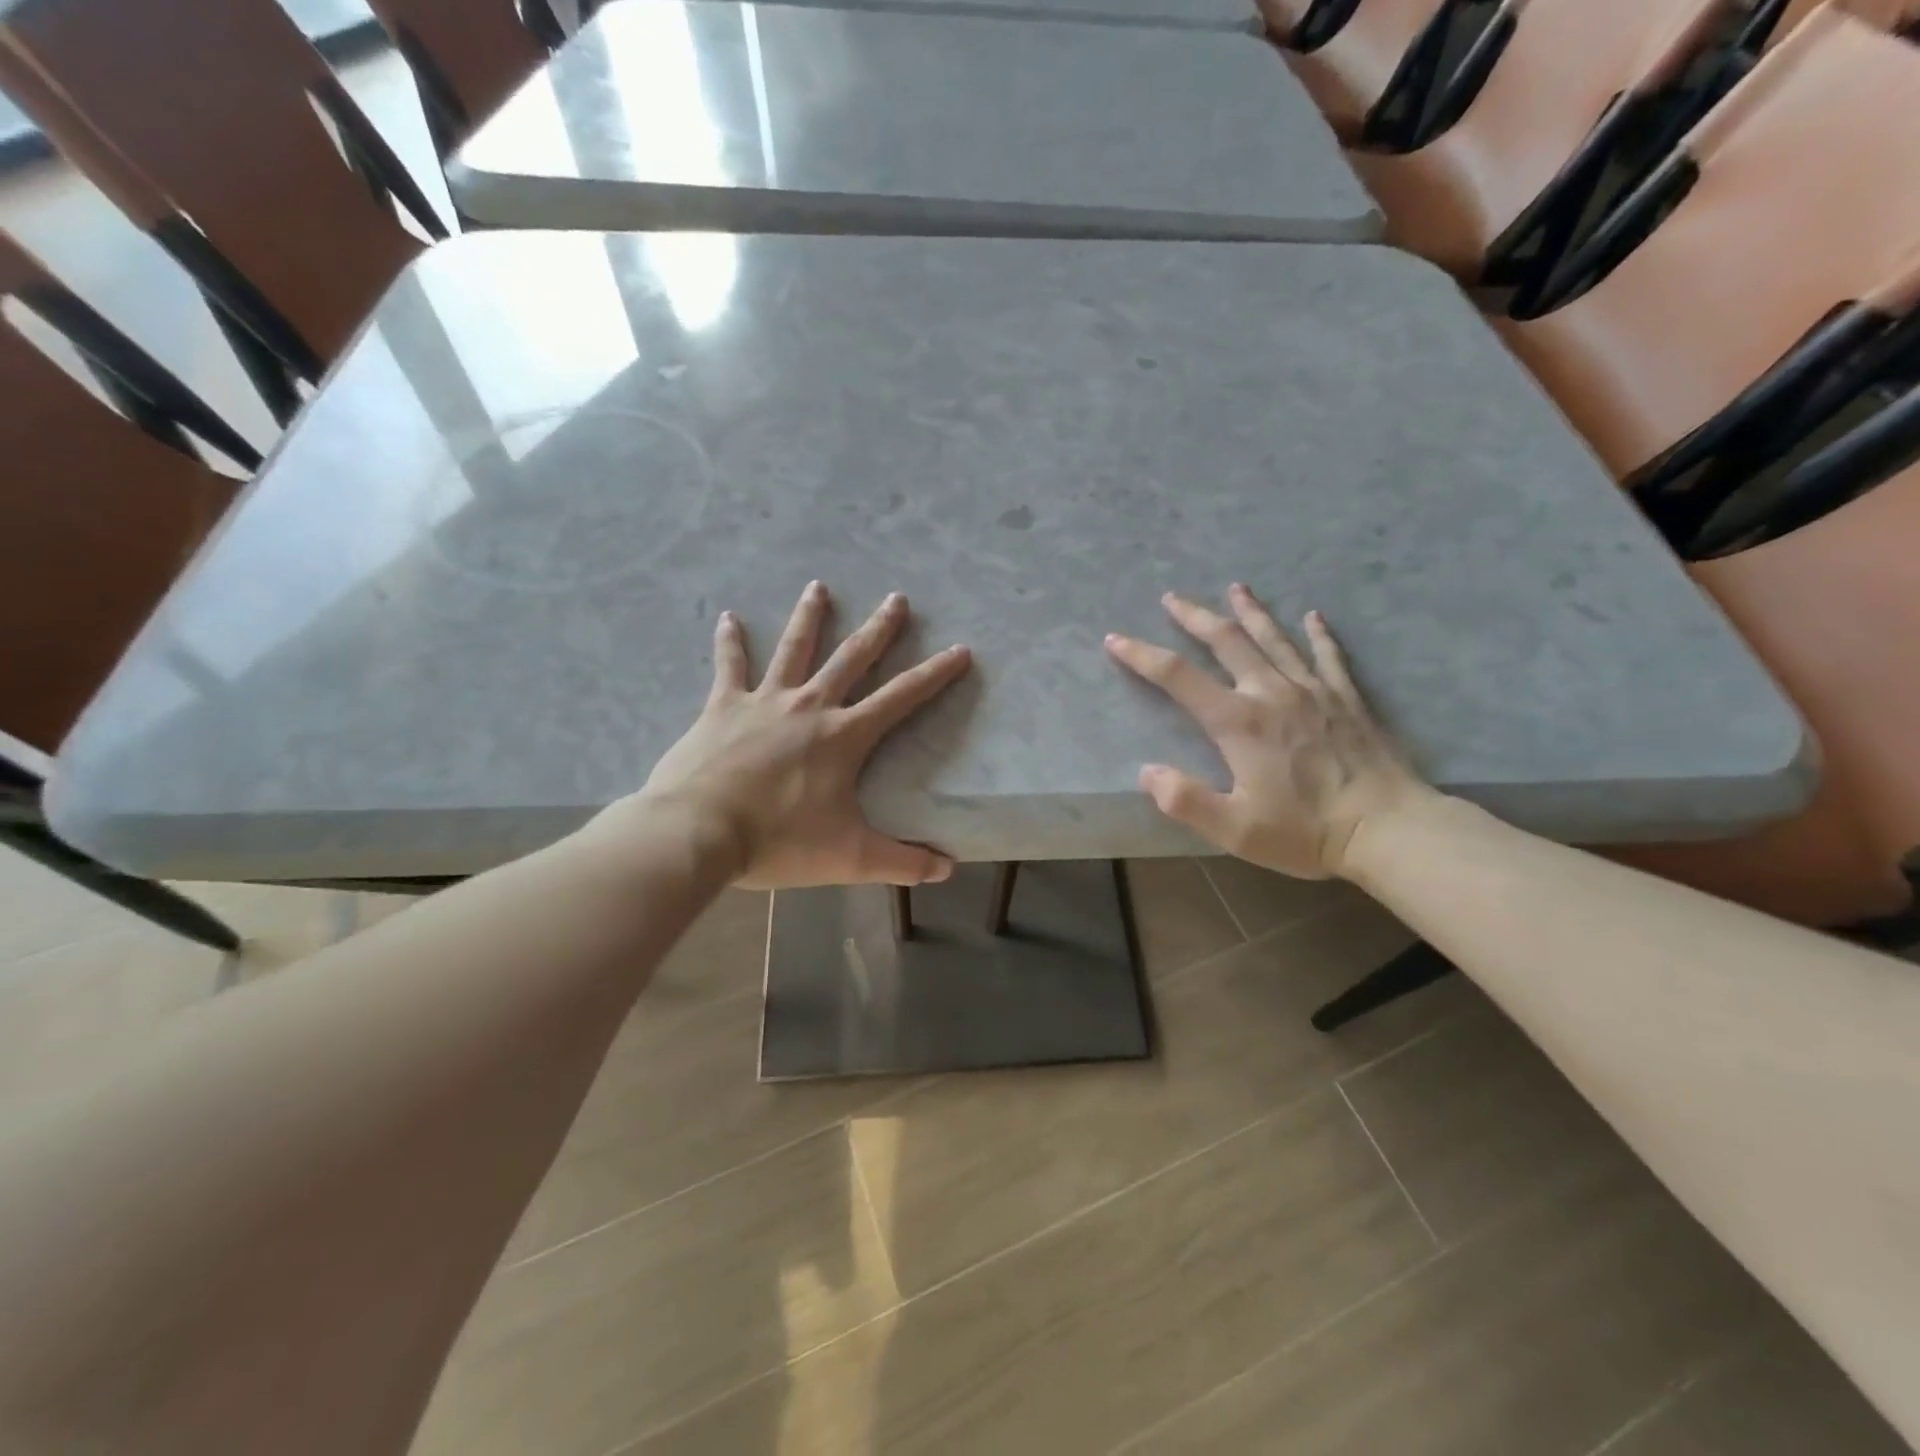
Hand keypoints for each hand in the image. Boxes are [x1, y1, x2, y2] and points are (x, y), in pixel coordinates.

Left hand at [637, 581, 971, 889]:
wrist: (699, 832)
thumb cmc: (779, 841)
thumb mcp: (849, 857)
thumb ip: (901, 862)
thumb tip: (947, 870)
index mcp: (844, 736)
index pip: (902, 698)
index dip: (935, 673)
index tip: (960, 649)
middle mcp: (810, 706)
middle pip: (852, 658)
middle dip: (879, 629)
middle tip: (897, 598)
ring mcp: (765, 701)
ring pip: (793, 648)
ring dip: (809, 617)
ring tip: (818, 586)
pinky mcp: (723, 707)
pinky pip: (730, 666)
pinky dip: (730, 641)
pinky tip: (728, 617)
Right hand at [1106, 585, 1432, 879]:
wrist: (1389, 828)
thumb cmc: (1306, 831)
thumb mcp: (1235, 829)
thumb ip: (1186, 800)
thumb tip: (1148, 772)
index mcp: (1239, 722)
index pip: (1178, 678)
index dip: (1142, 655)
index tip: (1115, 639)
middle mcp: (1272, 693)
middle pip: (1227, 641)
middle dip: (1195, 617)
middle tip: (1172, 597)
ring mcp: (1313, 691)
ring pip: (1274, 639)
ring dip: (1250, 612)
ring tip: (1235, 588)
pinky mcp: (1346, 699)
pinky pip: (1328, 655)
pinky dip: (1317, 634)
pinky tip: (1313, 616)